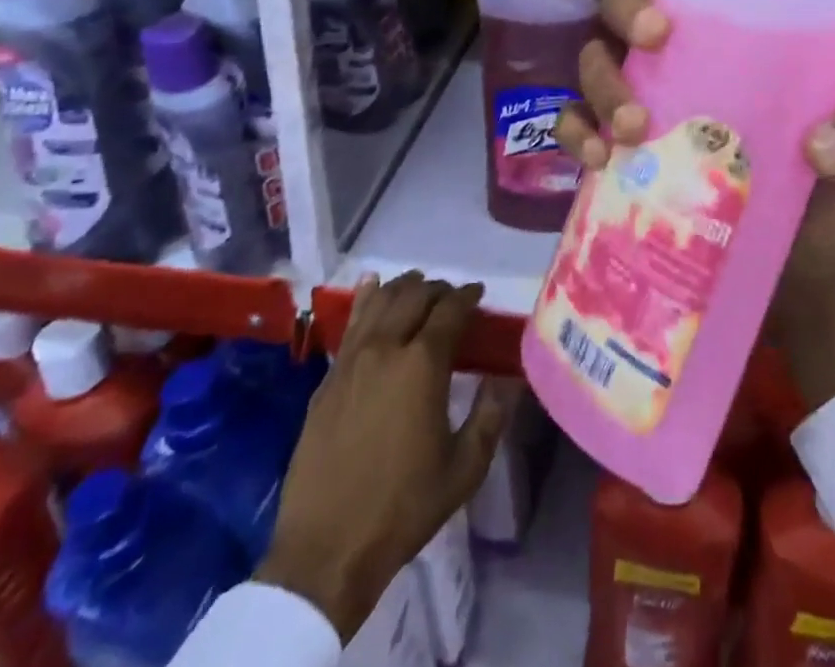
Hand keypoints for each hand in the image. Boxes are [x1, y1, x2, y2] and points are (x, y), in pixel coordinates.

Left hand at [257, 274, 515, 639]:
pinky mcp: (327, 378)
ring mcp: (351, 360)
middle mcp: (386, 348)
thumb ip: (491, 415)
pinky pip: (351, 323)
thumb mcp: (464, 469)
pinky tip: (372, 287)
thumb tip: (508, 376)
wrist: (325, 549)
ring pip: (380, 301)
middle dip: (438, 289)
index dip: (467, 296)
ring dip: (403, 287)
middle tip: (452, 296)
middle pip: (414, 296)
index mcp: (423, 365)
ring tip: (418, 286)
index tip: (478, 293)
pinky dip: (366, 299)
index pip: (450, 310)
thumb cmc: (403, 508)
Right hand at [555, 0, 834, 408]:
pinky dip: (575, 134)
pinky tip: (598, 159)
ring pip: (595, 61)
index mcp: (743, 34)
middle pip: (626, 6)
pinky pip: (577, 127)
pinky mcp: (627, 156)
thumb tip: (818, 147)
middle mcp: (686, 57)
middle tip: (656, 39)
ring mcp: (650, 103)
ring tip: (633, 125)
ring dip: (601, 81)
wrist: (814, 264)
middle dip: (628, 10)